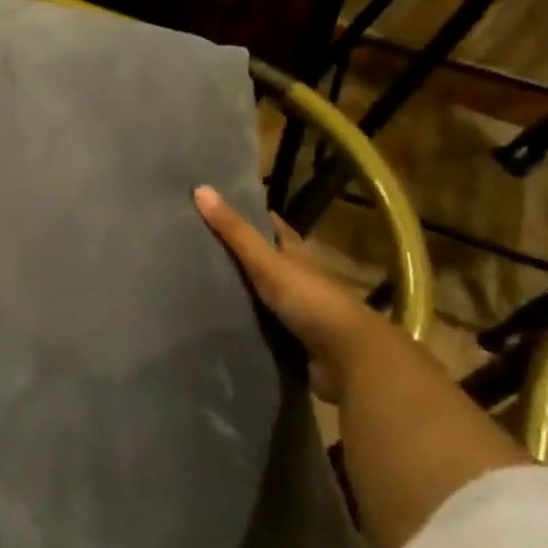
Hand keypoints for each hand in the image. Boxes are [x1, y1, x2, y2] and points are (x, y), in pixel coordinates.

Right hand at [192, 186, 395, 402]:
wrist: (350, 359)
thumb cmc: (311, 300)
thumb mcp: (268, 262)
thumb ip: (236, 232)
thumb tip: (200, 189)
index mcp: (298, 256)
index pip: (275, 228)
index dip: (252, 216)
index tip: (220, 207)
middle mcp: (300, 280)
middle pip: (268, 261)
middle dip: (239, 255)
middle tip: (198, 247)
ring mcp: (298, 313)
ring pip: (263, 295)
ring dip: (240, 292)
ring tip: (199, 285)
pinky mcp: (292, 342)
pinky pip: (262, 326)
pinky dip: (243, 322)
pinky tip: (219, 321)